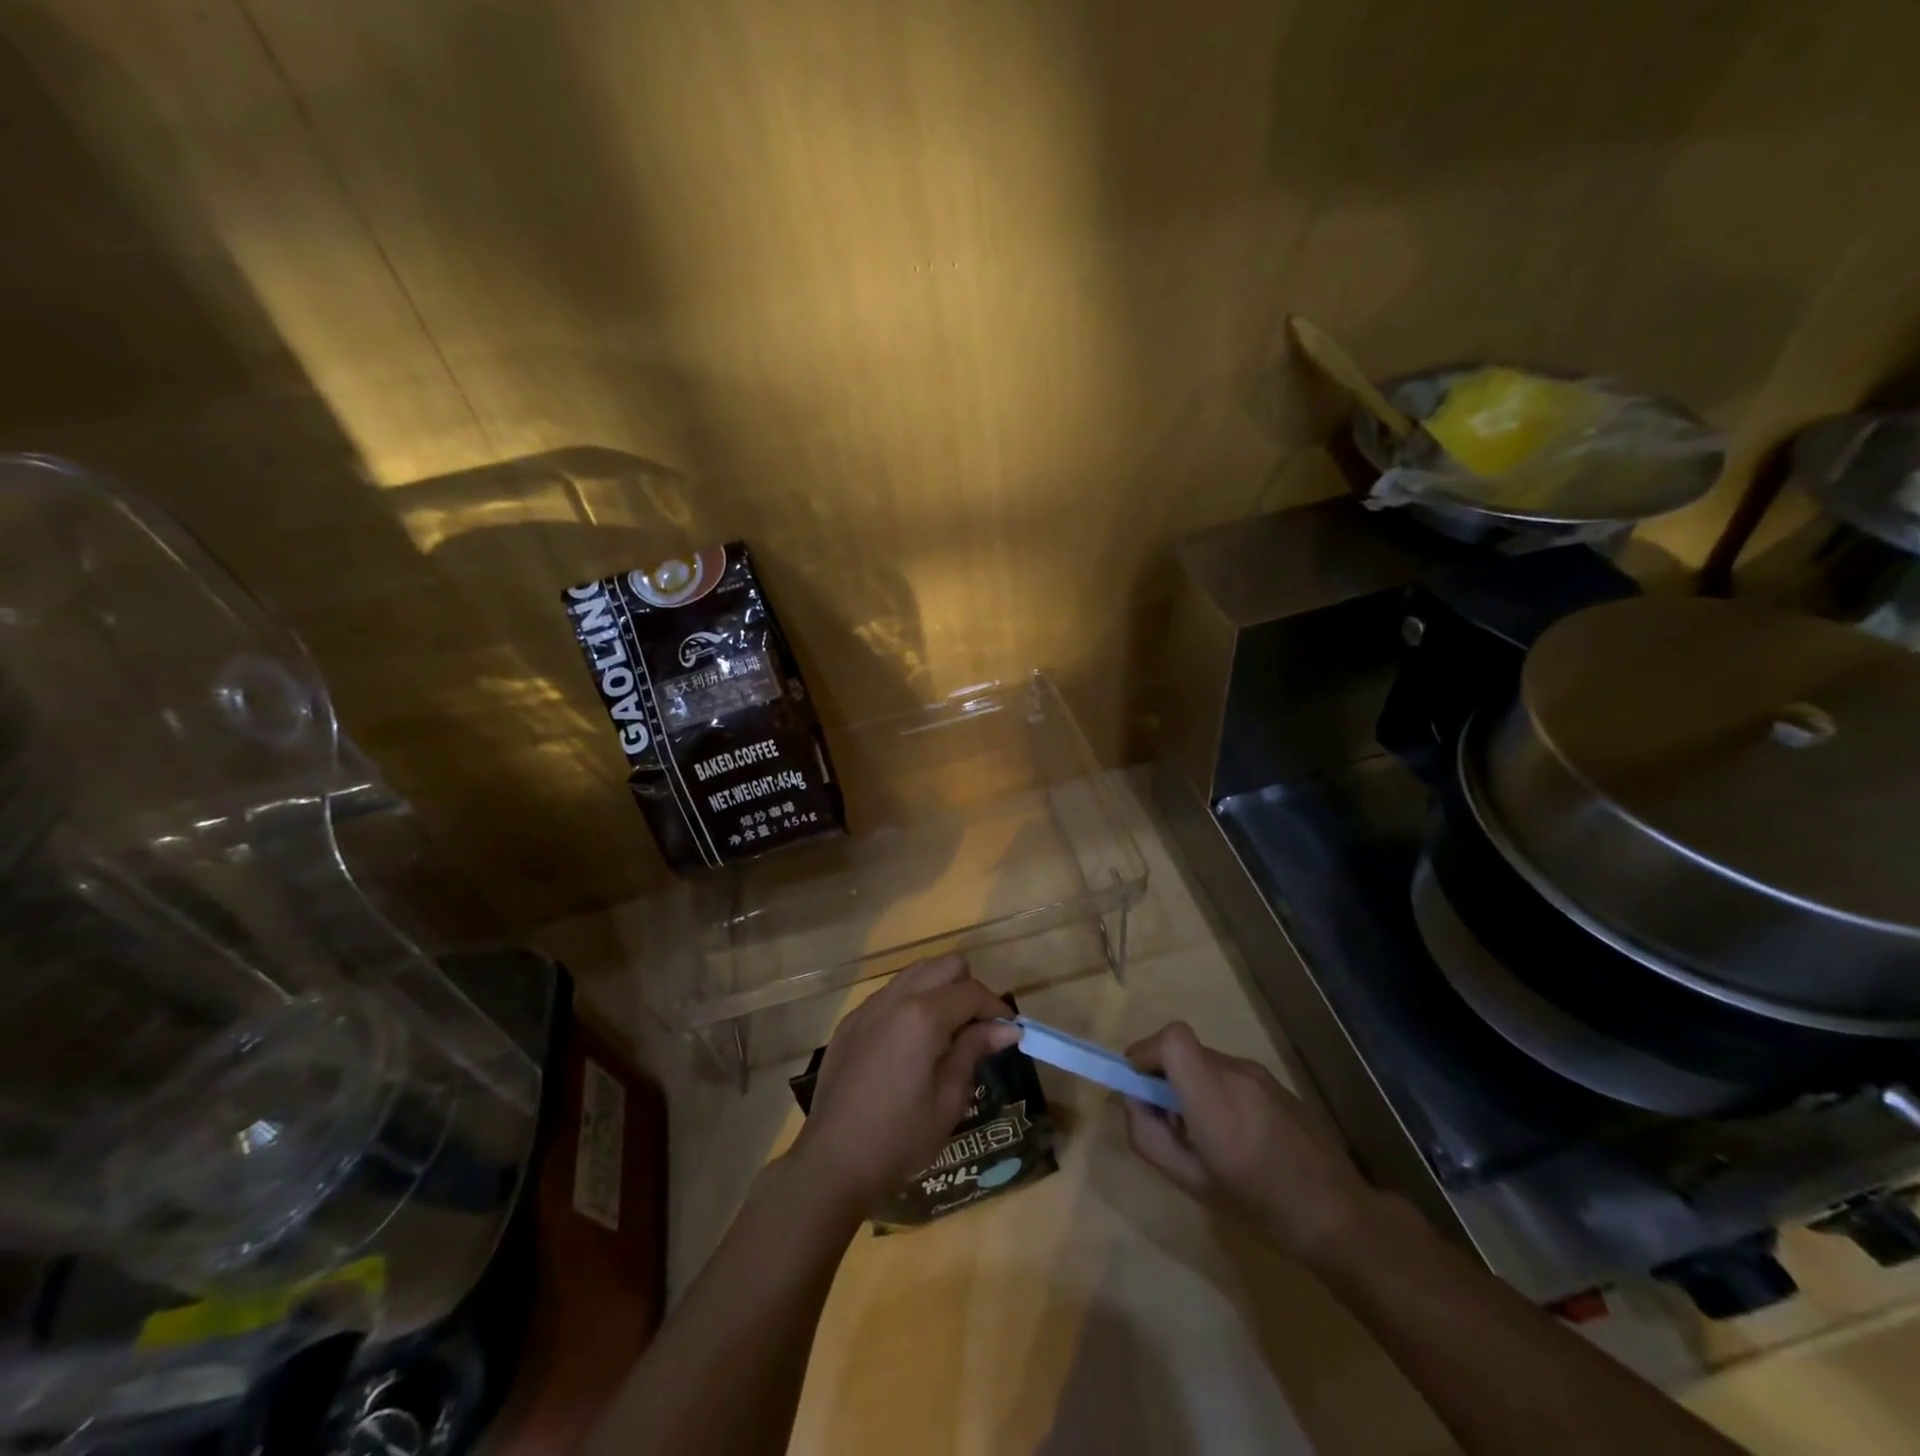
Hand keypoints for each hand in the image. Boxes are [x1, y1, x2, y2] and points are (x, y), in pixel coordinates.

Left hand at [789, 955, 1017, 1212]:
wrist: (832, 1161)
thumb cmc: (899, 1138)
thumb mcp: (948, 1099)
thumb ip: (974, 1050)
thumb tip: (1006, 1027)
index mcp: (923, 1016)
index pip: (972, 992)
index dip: (997, 1008)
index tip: (1010, 1032)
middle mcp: (895, 998)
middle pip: (945, 966)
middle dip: (968, 989)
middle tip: (977, 1028)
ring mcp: (868, 1007)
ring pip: (915, 973)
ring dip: (939, 991)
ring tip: (947, 1032)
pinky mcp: (851, 1021)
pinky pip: (890, 994)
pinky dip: (910, 1003)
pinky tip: (911, 1044)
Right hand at [1123, 1021, 1377, 1263]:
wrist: (1341, 1219)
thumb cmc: (1261, 1207)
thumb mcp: (1191, 1183)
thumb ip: (1149, 1137)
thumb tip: (1133, 1102)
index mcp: (1213, 1095)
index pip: (1171, 1038)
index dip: (1147, 1053)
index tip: (1140, 1087)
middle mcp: (1236, 1072)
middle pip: (1184, 1051)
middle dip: (1164, 1077)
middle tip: (1169, 1124)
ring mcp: (1260, 1075)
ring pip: (1206, 1063)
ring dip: (1192, 1086)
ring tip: (1207, 1138)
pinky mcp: (1277, 1084)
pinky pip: (1231, 1075)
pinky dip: (1217, 1093)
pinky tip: (1238, 1139)